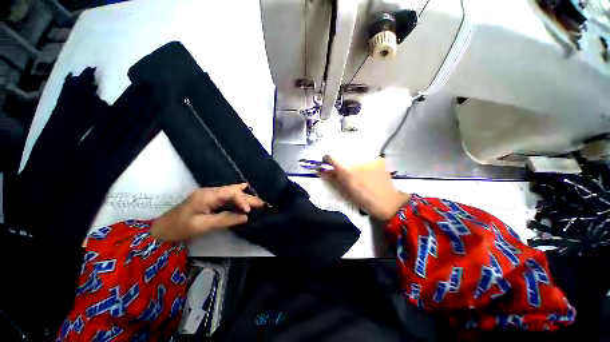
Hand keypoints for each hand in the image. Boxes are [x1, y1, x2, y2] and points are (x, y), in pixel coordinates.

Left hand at [150, 183, 264, 240]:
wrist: (161, 231)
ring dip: (246, 198)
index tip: (250, 211)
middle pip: (234, 192)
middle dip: (249, 199)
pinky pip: (228, 196)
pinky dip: (238, 196)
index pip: (231, 193)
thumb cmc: (179, 228)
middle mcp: (211, 192)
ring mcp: (210, 195)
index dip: (243, 200)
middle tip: (264, 204)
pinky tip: (245, 188)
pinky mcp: (210, 200)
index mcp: (207, 195)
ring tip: (260, 202)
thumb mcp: (202, 226)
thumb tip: (246, 217)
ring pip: (233, 194)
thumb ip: (225, 219)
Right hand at [319, 156, 409, 220]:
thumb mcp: (343, 191)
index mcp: (346, 169)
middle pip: (342, 154)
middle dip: (339, 161)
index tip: (327, 165)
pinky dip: (361, 161)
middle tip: (342, 171)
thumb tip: (321, 170)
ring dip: (350, 161)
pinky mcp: (377, 158)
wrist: (387, 202)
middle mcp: (357, 159)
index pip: (331, 156)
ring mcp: (369, 157)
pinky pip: (364, 156)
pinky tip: (365, 170)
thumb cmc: (362, 199)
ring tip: (355, 171)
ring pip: (353, 155)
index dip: (327, 160)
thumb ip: (331, 178)